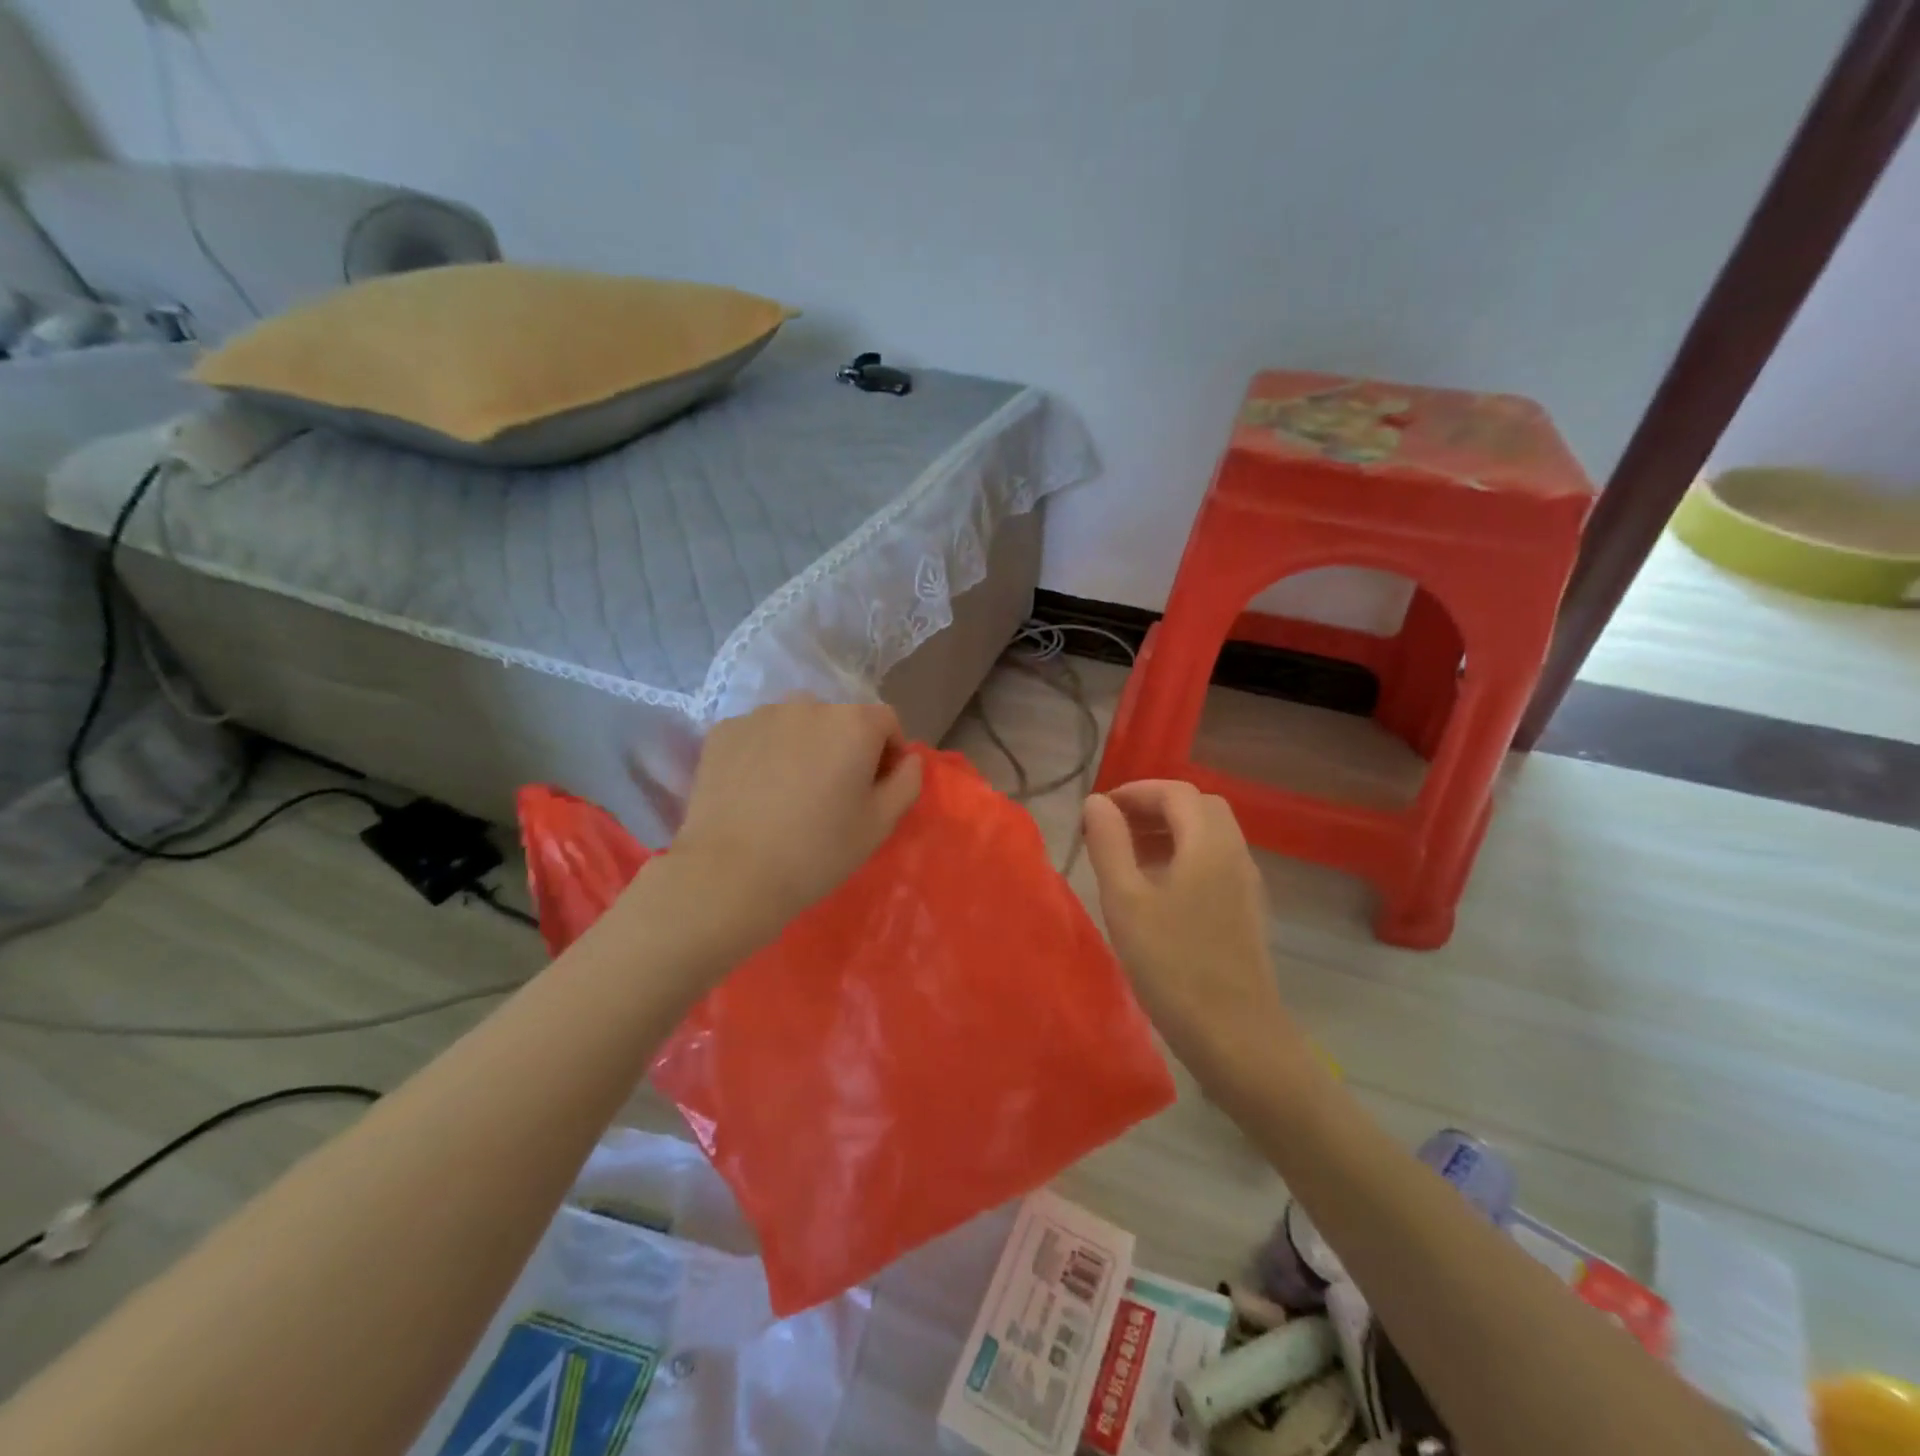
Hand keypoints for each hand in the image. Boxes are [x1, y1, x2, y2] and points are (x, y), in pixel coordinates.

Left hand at [668, 697, 922, 931]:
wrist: (730, 874)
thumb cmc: (817, 851)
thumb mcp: (880, 824)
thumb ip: (907, 782)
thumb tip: (908, 759)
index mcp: (853, 723)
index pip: (886, 721)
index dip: (889, 752)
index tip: (877, 788)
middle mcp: (808, 704)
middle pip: (839, 719)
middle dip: (844, 747)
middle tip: (833, 793)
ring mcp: (760, 715)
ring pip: (797, 724)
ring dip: (804, 747)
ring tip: (791, 791)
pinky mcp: (724, 731)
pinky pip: (759, 735)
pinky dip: (765, 753)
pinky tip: (756, 792)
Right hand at [1082, 781, 1303, 1096]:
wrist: (1236, 1036)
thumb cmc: (1173, 964)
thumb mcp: (1126, 900)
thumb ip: (1109, 843)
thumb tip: (1096, 802)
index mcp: (1208, 843)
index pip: (1174, 791)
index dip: (1135, 791)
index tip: (1098, 811)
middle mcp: (1234, 853)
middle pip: (1197, 806)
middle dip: (1154, 807)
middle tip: (1115, 829)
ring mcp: (1246, 883)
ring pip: (1209, 834)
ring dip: (1170, 831)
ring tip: (1128, 858)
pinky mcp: (1247, 910)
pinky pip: (1215, 861)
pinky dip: (1185, 856)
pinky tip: (1158, 890)